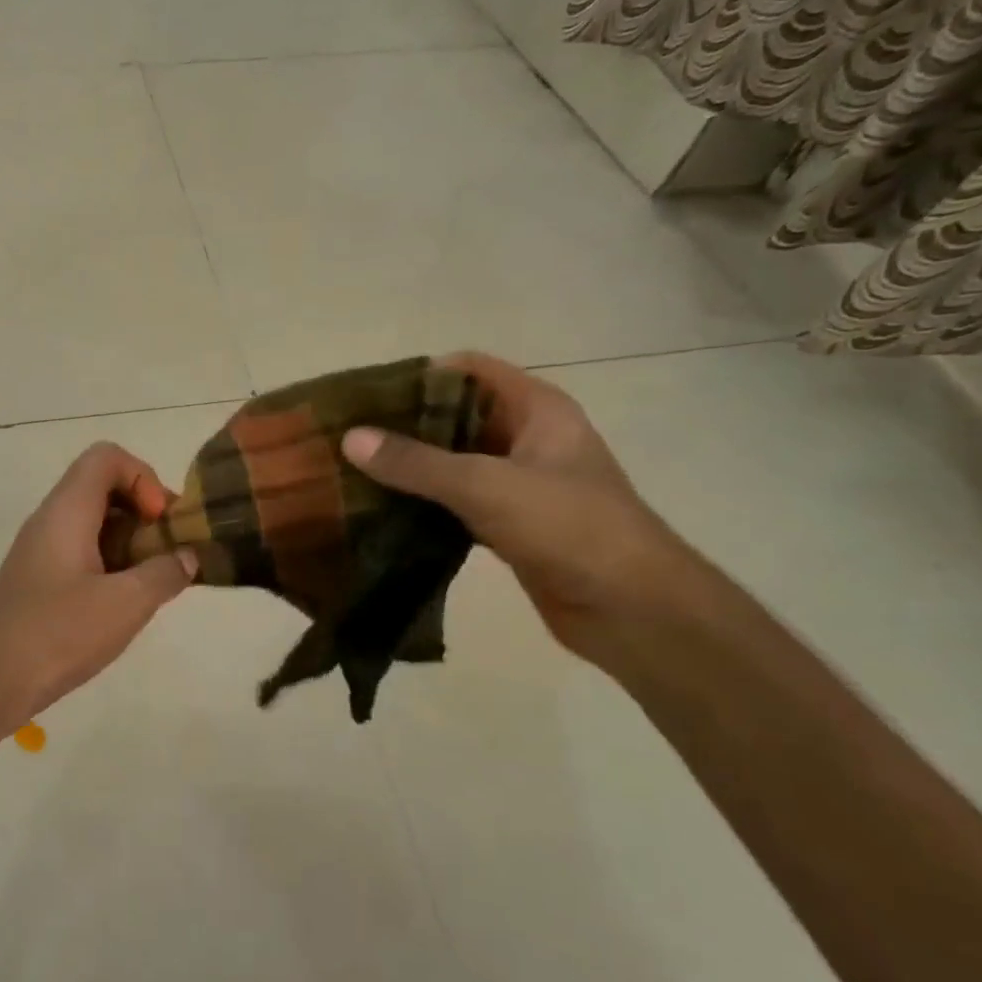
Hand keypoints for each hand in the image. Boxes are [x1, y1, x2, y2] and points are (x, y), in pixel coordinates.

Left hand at [0, 442, 196, 728]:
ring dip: (129, 541)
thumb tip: (187, 558)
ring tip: (153, 580)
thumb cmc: (58, 633)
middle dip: (143, 511)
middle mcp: (50, 520)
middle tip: (168, 551)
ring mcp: (40, 550)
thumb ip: (164, 574)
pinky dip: (110, 563)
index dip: (143, 477)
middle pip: (102, 487)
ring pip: (92, 522)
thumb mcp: (126, 604)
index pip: (106, 457)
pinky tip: (123, 603)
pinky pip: (80, 551)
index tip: (159, 521)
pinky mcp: (37, 579)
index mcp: (67, 510)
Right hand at [341, 351, 696, 666]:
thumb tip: (350, 439)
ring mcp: (519, 484)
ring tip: (353, 472)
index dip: (418, 376)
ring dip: (410, 468)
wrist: (633, 610)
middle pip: (455, 416)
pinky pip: (455, 503)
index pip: (468, 371)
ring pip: (453, 463)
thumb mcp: (487, 485)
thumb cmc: (570, 528)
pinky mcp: (509, 526)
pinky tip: (381, 512)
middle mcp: (528, 439)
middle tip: (348, 437)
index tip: (365, 396)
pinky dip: (423, 505)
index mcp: (537, 409)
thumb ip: (416, 463)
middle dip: (404, 425)